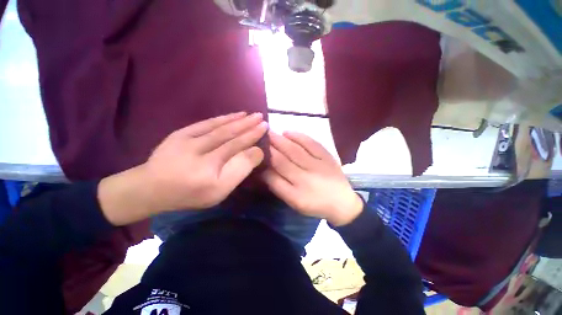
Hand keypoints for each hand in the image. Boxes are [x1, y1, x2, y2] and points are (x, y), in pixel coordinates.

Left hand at [98, 112, 267, 224]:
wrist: (151, 188)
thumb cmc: (190, 194)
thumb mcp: (219, 191)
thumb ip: (239, 170)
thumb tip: (256, 152)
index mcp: (210, 167)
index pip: (236, 146)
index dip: (252, 135)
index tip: (265, 127)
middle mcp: (199, 150)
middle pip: (229, 134)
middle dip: (247, 124)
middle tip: (261, 117)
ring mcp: (187, 139)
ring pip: (218, 126)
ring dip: (236, 119)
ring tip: (249, 114)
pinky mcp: (180, 133)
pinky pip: (205, 123)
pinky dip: (221, 118)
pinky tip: (231, 116)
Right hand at [262, 131, 362, 225]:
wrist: (342, 202)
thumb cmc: (314, 204)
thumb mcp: (293, 202)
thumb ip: (278, 186)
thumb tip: (264, 170)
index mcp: (296, 192)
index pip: (274, 175)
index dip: (265, 162)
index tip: (256, 151)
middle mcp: (306, 177)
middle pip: (283, 159)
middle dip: (270, 147)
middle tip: (259, 136)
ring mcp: (317, 165)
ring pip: (295, 150)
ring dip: (281, 140)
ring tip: (270, 132)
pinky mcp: (327, 156)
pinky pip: (311, 144)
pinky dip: (299, 136)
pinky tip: (288, 132)